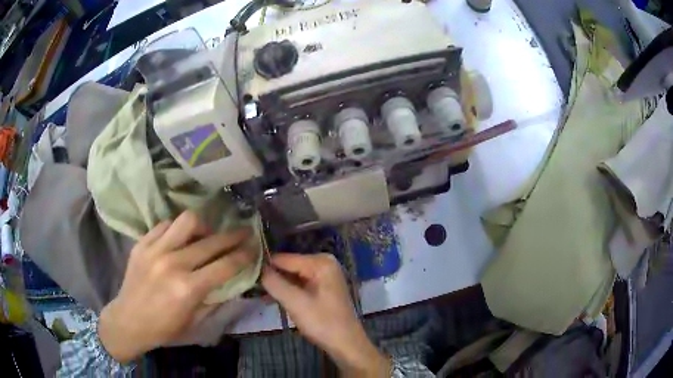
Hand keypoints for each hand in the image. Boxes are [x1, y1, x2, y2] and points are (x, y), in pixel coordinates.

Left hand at [98, 211, 256, 362]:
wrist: (128, 320)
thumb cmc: (165, 328)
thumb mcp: (196, 321)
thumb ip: (215, 299)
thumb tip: (231, 279)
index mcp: (188, 288)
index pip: (225, 265)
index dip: (244, 255)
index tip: (254, 247)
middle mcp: (173, 264)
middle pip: (211, 241)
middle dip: (233, 236)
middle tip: (243, 232)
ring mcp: (155, 250)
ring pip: (187, 221)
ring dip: (203, 226)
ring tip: (206, 234)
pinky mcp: (142, 243)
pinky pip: (165, 224)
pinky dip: (177, 229)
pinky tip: (179, 238)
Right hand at [262, 253, 390, 376]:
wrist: (346, 344)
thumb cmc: (322, 323)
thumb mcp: (295, 303)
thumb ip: (274, 283)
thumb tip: (257, 268)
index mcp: (320, 262)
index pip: (283, 258)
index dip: (264, 266)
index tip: (245, 274)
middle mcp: (323, 263)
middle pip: (288, 266)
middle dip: (271, 277)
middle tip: (250, 287)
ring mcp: (324, 275)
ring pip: (292, 276)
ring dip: (277, 286)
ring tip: (256, 294)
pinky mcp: (322, 288)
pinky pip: (299, 284)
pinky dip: (286, 291)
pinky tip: (270, 299)